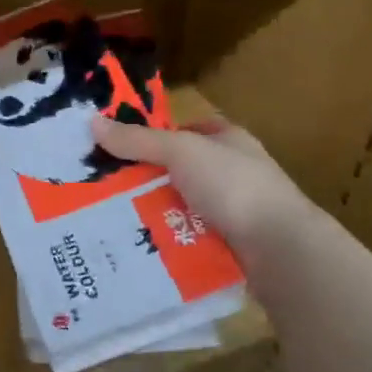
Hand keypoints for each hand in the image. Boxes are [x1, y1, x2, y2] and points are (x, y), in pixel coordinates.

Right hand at [92, 112, 315, 267]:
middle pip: (176, 171)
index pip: (184, 131)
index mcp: (228, 140)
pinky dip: (165, 240)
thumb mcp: (181, 152)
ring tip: (111, 221)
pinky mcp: (228, 244)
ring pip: (179, 207)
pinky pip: (186, 237)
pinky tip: (138, 246)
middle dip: (144, 180)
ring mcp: (232, 211)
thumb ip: (138, 140)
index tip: (117, 149)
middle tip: (103, 189)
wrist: (279, 249)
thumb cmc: (233, 186)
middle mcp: (232, 172)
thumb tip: (92, 122)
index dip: (152, 136)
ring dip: (151, 213)